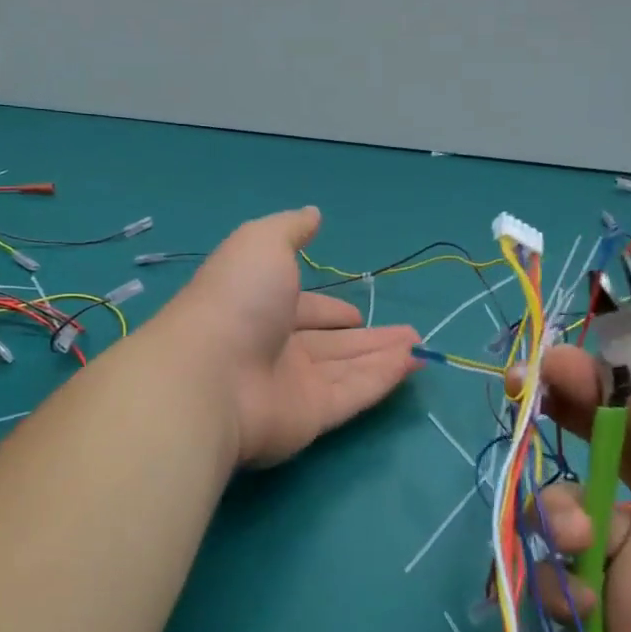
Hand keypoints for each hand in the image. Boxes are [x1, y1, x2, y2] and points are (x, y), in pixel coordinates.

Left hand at [154, 208, 421, 466]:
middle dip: (367, 336)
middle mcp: (275, 348)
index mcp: (259, 307)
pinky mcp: (310, 417)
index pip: (302, 310)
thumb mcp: (261, 243)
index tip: (357, 312)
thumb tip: (312, 214)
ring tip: (421, 347)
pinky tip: (412, 364)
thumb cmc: (236, 299)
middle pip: (331, 343)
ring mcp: (292, 385)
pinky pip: (354, 393)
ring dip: (384, 356)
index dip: (329, 310)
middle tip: (407, 332)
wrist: (210, 374)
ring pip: (348, 369)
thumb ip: (290, 229)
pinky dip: (383, 378)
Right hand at [528, 345, 630, 631]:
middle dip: (566, 406)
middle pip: (609, 445)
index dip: (619, 388)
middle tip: (524, 381)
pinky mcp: (616, 628)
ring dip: (556, 506)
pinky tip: (578, 604)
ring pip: (573, 509)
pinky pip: (564, 584)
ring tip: (572, 537)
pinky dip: (553, 580)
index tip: (571, 369)